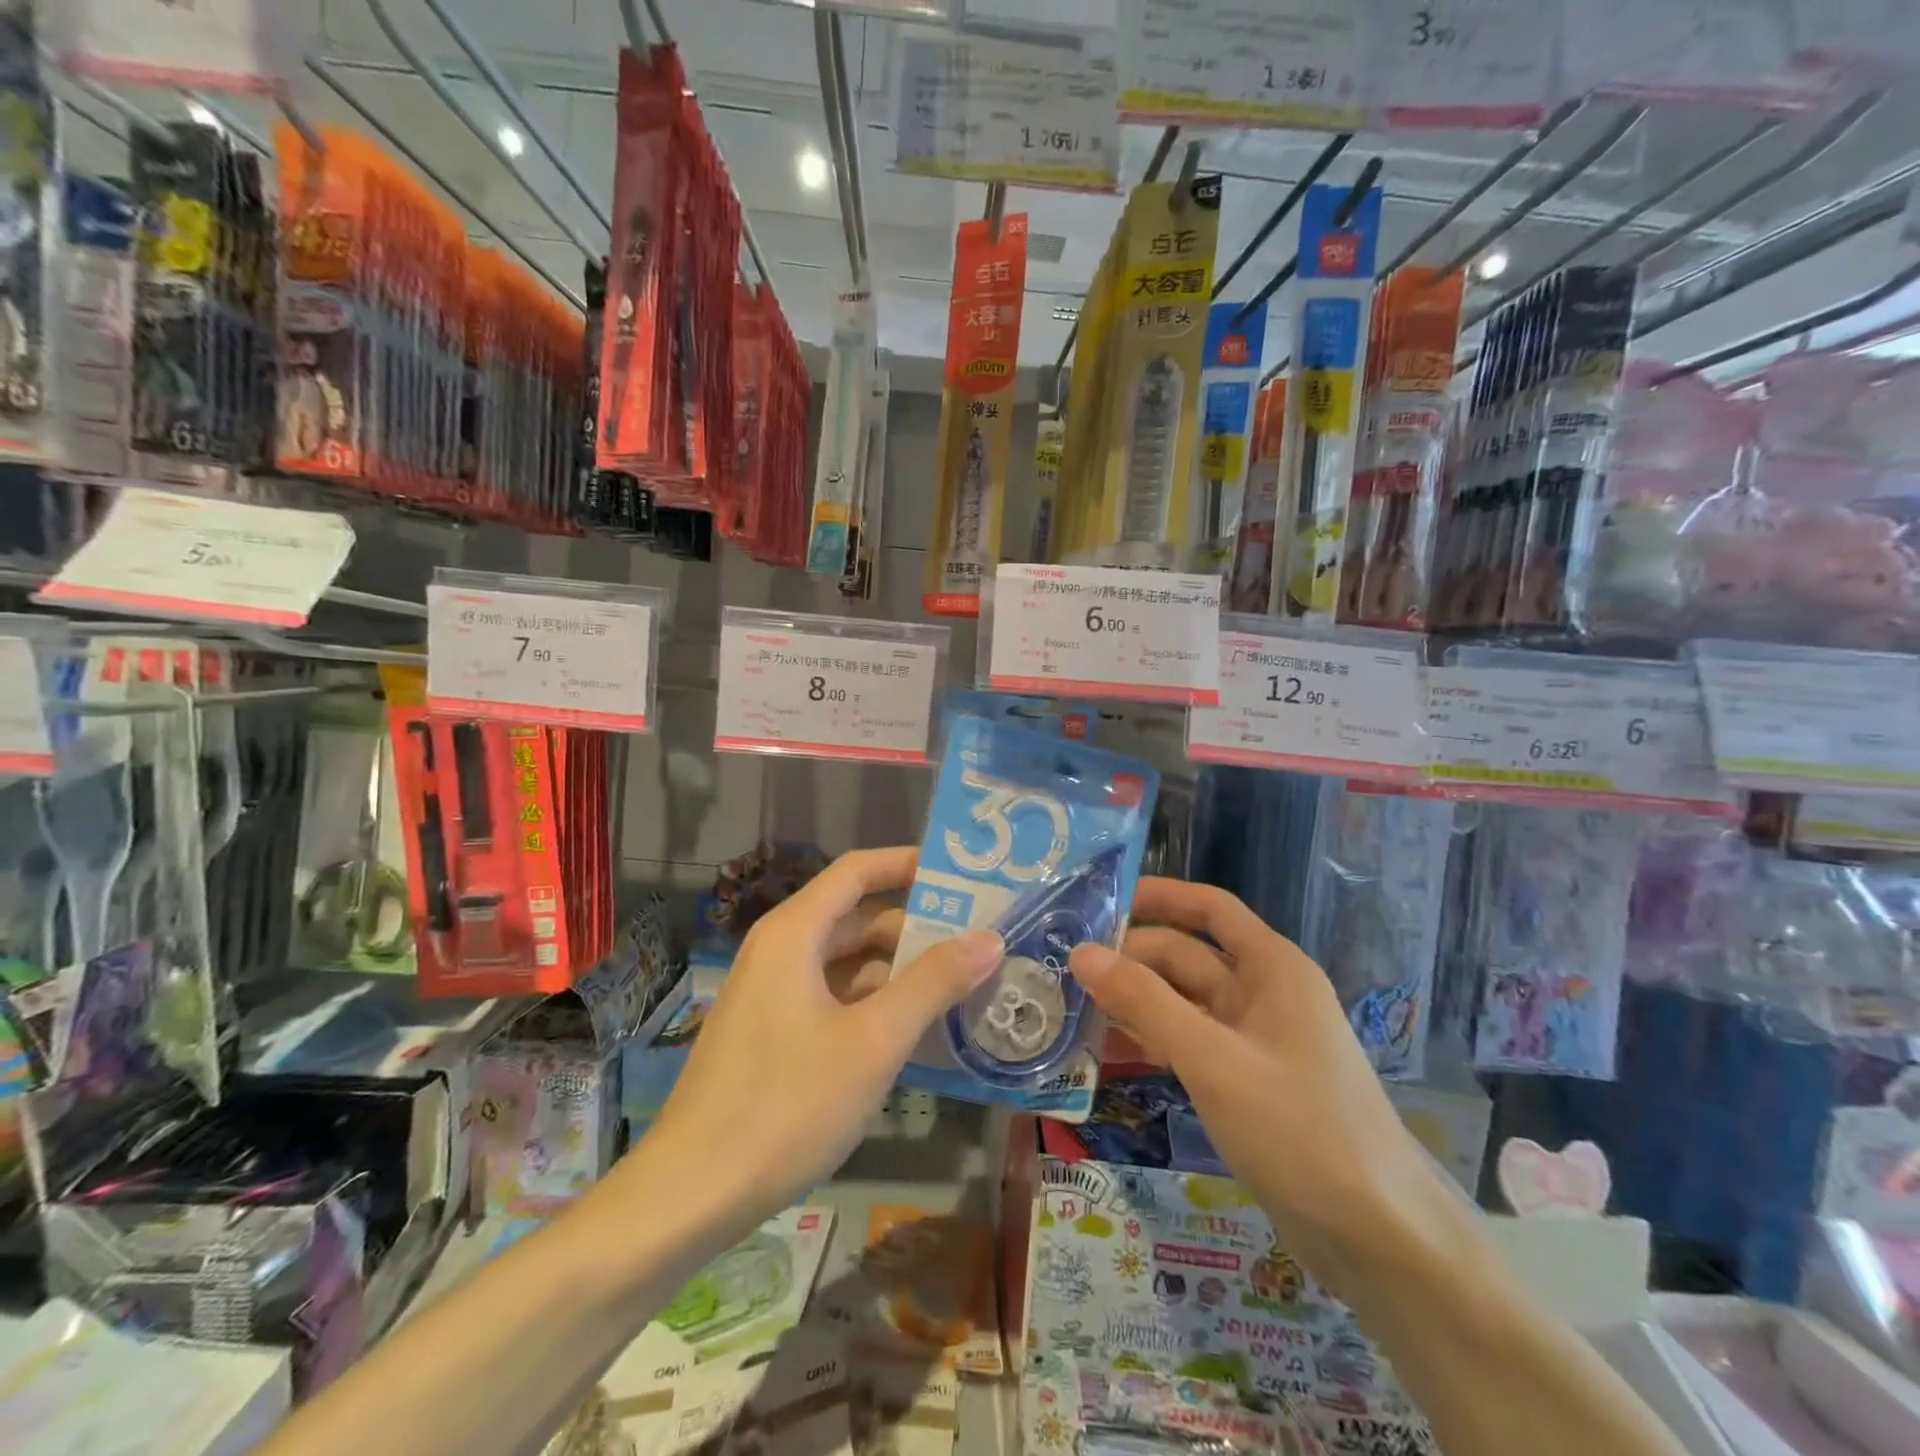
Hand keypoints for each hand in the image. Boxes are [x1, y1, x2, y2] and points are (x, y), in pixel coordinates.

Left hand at [633, 847, 1001, 1238]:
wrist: (690, 1195)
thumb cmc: (786, 1106)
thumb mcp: (873, 1042)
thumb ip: (933, 983)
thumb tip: (989, 937)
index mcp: (795, 933)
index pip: (857, 871)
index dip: (908, 864)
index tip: (962, 877)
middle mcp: (780, 950)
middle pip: (856, 916)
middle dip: (915, 925)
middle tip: (977, 940)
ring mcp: (772, 994)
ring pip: (846, 961)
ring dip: (898, 969)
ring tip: (960, 985)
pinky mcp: (772, 1033)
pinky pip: (833, 997)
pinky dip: (874, 1002)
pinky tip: (914, 1030)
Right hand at [1069, 878, 1469, 1299]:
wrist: (1379, 1238)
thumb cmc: (1300, 1128)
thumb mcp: (1213, 1059)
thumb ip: (1145, 1003)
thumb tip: (1082, 952)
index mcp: (1271, 967)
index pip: (1209, 909)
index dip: (1159, 897)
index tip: (1101, 902)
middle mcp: (1263, 993)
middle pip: (1186, 957)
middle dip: (1131, 959)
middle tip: (1064, 969)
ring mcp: (1254, 1040)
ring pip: (1183, 1003)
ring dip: (1135, 1002)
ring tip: (1072, 1007)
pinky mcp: (1245, 1082)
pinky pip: (1189, 1043)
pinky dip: (1152, 1041)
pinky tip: (1107, 1052)